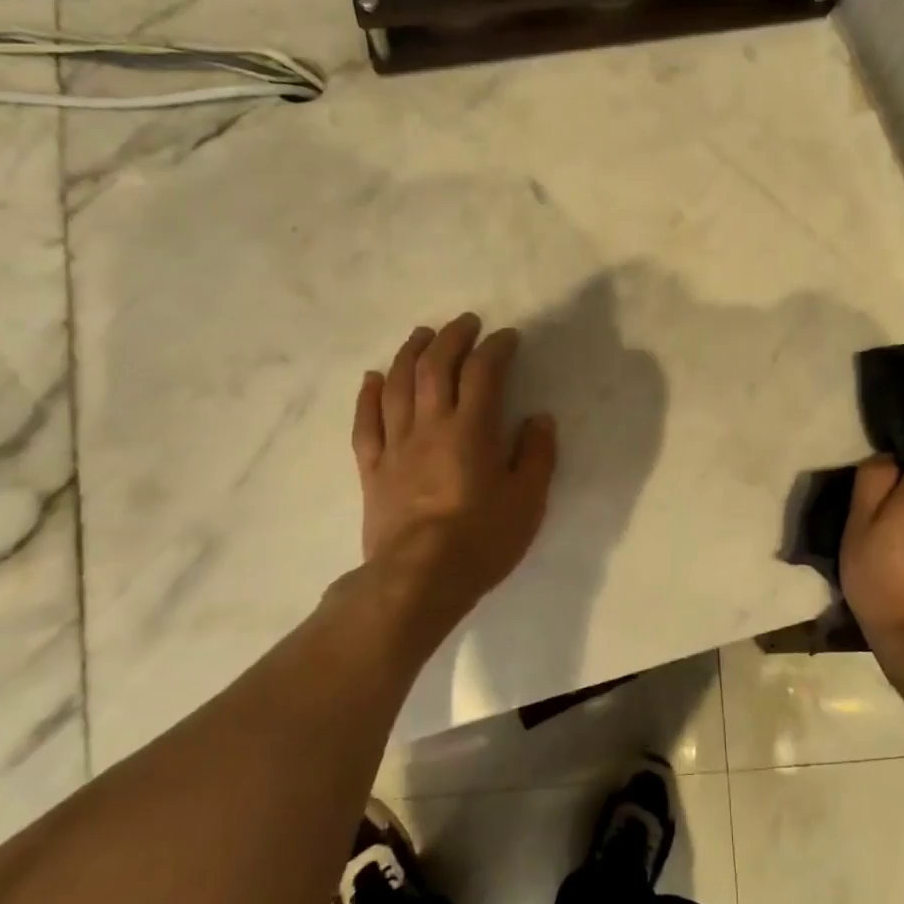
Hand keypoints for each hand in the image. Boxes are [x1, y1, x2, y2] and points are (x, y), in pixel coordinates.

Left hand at [345, 313, 556, 652]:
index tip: (507, 337)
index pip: (483, 372)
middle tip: (466, 323)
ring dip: (409, 353)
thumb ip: (536, 454)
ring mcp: (396, 445)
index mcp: (472, 430)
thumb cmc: (481, 539)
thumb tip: (538, 418)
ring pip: (397, 385)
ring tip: (422, 335)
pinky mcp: (372, 468)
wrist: (418, 580)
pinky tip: (372, 378)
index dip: (496, 348)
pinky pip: (365, 423)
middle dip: (452, 338)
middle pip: (435, 367)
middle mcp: (431, 425)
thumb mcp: (528, 500)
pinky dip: (368, 395)